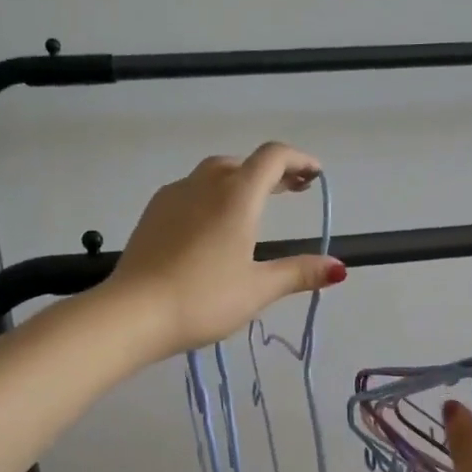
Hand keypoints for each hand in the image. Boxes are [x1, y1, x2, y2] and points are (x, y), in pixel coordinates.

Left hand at [108, 142, 346, 359]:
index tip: (315, 175)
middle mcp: (204, 185)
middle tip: (291, 192)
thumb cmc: (203, 299)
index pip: (272, 158)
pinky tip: (211, 226)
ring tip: (253, 208)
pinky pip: (190, 191)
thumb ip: (298, 273)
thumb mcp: (257, 289)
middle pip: (243, 163)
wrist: (132, 313)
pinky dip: (211, 196)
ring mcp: (173, 196)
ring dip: (239, 181)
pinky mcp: (152, 214)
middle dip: (271, 172)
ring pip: (213, 174)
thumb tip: (339, 268)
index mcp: (237, 197)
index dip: (298, 160)